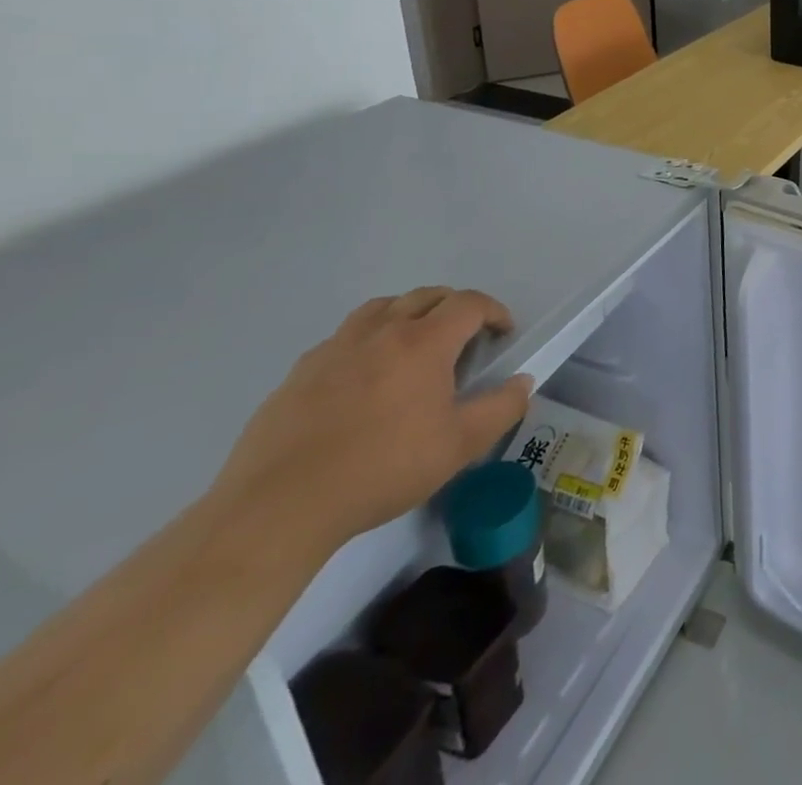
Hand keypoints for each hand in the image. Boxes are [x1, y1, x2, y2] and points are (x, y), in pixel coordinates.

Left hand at [213, 287, 533, 555]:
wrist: (280, 507)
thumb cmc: (382, 469)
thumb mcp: (459, 446)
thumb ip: (501, 408)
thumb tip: (522, 382)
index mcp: (424, 342)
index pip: (469, 304)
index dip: (494, 311)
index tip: (503, 333)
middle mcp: (381, 331)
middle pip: (426, 296)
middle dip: (455, 308)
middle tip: (465, 338)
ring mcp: (335, 348)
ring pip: (382, 308)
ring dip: (408, 314)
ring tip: (414, 345)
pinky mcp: (299, 372)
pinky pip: (344, 338)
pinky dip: (367, 341)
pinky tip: (364, 378)